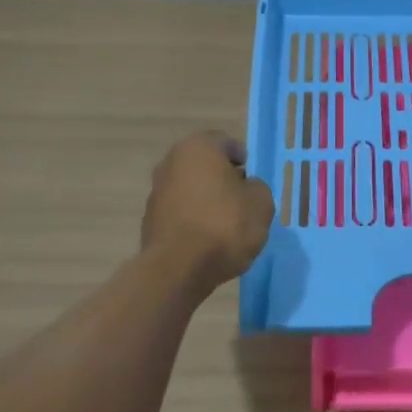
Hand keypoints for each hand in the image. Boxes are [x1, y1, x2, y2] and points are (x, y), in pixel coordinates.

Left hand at [141, 132, 274, 288]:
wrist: (178, 268)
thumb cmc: (225, 225)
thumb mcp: (261, 203)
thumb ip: (257, 187)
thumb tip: (246, 188)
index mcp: (198, 148)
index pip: (226, 143)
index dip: (244, 160)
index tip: (253, 181)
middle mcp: (171, 162)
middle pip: (205, 166)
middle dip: (223, 180)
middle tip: (242, 201)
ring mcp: (156, 191)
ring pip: (191, 189)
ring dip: (207, 200)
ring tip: (226, 225)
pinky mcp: (150, 219)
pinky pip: (180, 212)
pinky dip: (193, 219)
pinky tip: (207, 240)